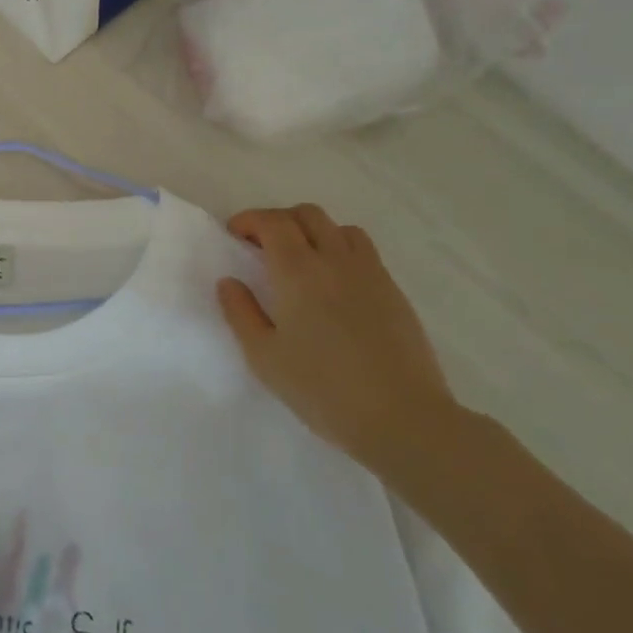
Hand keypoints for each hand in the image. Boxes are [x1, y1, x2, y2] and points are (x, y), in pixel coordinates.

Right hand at [217, 204, 460, 476]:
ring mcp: (370, 274)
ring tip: (301, 260)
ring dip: (314, 232)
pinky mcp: (394, 292)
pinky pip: (364, 252)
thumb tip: (229, 282)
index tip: (235, 234)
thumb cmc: (322, 389)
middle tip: (261, 245)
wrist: (402, 418)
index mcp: (298, 272)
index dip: (250, 220)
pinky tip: (334, 285)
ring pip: (340, 229)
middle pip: (308, 215)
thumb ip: (241, 313)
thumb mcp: (264, 356)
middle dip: (279, 220)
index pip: (273, 222)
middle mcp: (335, 260)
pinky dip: (340, 251)